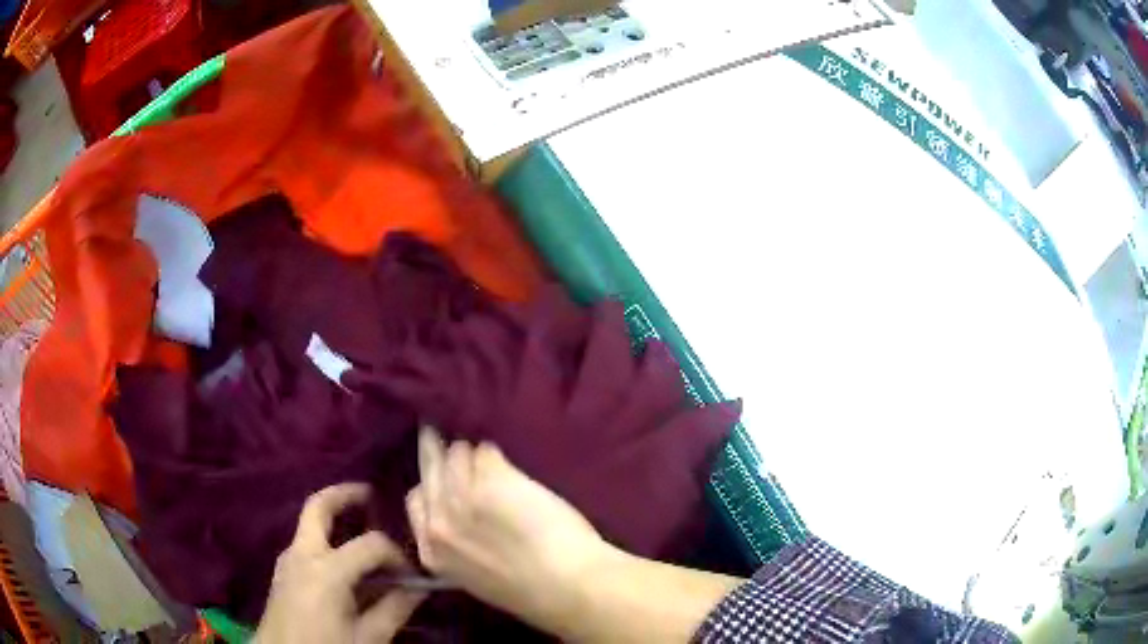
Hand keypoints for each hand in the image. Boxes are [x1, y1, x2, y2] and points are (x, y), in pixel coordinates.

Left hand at [255, 484, 424, 643]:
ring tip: (362, 528)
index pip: (371, 544)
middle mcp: (303, 554)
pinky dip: (326, 539)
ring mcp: (288, 559)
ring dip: (335, 518)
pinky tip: (344, 562)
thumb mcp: (367, 637)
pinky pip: (306, 543)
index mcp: (326, 570)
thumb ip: (394, 609)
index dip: (396, 554)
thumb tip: (419, 588)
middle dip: (345, 495)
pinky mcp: (283, 571)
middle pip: (319, 507)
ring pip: (310, 524)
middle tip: (371, 493)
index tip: (412, 575)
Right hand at [406, 426, 617, 630]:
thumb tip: (463, 511)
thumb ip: (458, 542)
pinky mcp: (492, 477)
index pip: (416, 500)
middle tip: (438, 431)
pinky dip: (495, 453)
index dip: (430, 483)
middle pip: (429, 469)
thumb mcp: (475, 576)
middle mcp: (439, 520)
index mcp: (433, 552)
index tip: (438, 473)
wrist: (567, 587)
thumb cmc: (530, 590)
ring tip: (487, 454)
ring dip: (471, 452)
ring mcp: (463, 496)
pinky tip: (506, 457)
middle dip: (435, 450)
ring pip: (457, 453)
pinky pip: (486, 451)